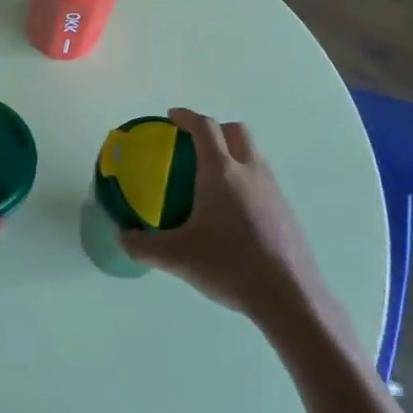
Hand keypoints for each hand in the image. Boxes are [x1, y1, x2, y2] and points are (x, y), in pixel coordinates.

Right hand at [121, 108, 328, 321]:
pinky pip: (262, 179)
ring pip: (252, 154)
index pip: (204, 127)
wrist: (289, 295)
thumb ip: (143, 246)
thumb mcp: (177, 257)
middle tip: (195, 144)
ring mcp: (273, 189)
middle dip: (215, 129)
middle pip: (236, 131)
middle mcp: (249, 170)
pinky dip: (245, 179)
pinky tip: (233, 212)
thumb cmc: (229, 264)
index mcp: (221, 171)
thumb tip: (122, 238)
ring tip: (212, 180)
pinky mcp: (286, 210)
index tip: (172, 116)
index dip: (187, 116)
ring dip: (233, 153)